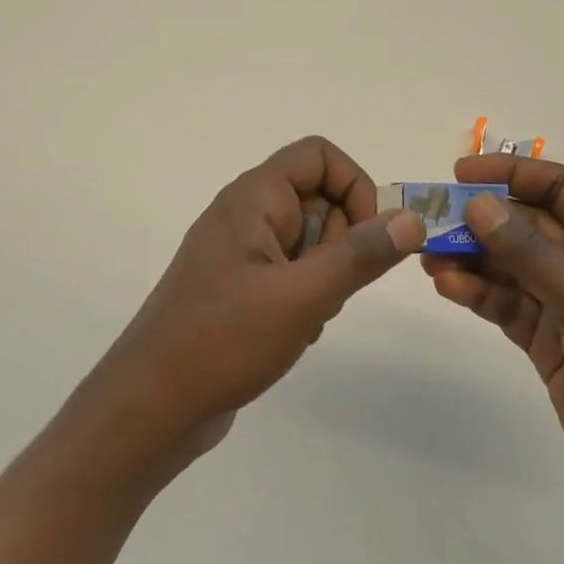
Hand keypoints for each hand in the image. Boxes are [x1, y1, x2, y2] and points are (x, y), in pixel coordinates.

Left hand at [62, 137, 424, 480]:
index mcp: (253, 198)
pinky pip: (291, 272)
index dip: (354, 186)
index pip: (318, 155)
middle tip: (327, 288)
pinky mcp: (239, 287)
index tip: (369, 236)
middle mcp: (245, 214)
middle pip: (318, 198)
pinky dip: (305, 296)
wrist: (151, 407)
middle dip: (340, 242)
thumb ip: (360, 255)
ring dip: (325, 275)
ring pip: (310, 240)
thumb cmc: (224, 341)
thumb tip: (411, 218)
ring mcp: (240, 253)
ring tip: (306, 316)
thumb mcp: (303, 296)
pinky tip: (292, 333)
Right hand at [423, 155, 563, 549]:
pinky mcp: (551, 348)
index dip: (514, 175)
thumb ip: (532, 254)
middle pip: (530, 228)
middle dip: (483, 220)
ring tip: (429, 254)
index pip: (563, 191)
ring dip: (473, 258)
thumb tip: (480, 205)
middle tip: (431, 218)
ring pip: (513, 269)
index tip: (462, 173)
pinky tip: (448, 286)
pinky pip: (508, 308)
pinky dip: (479, 295)